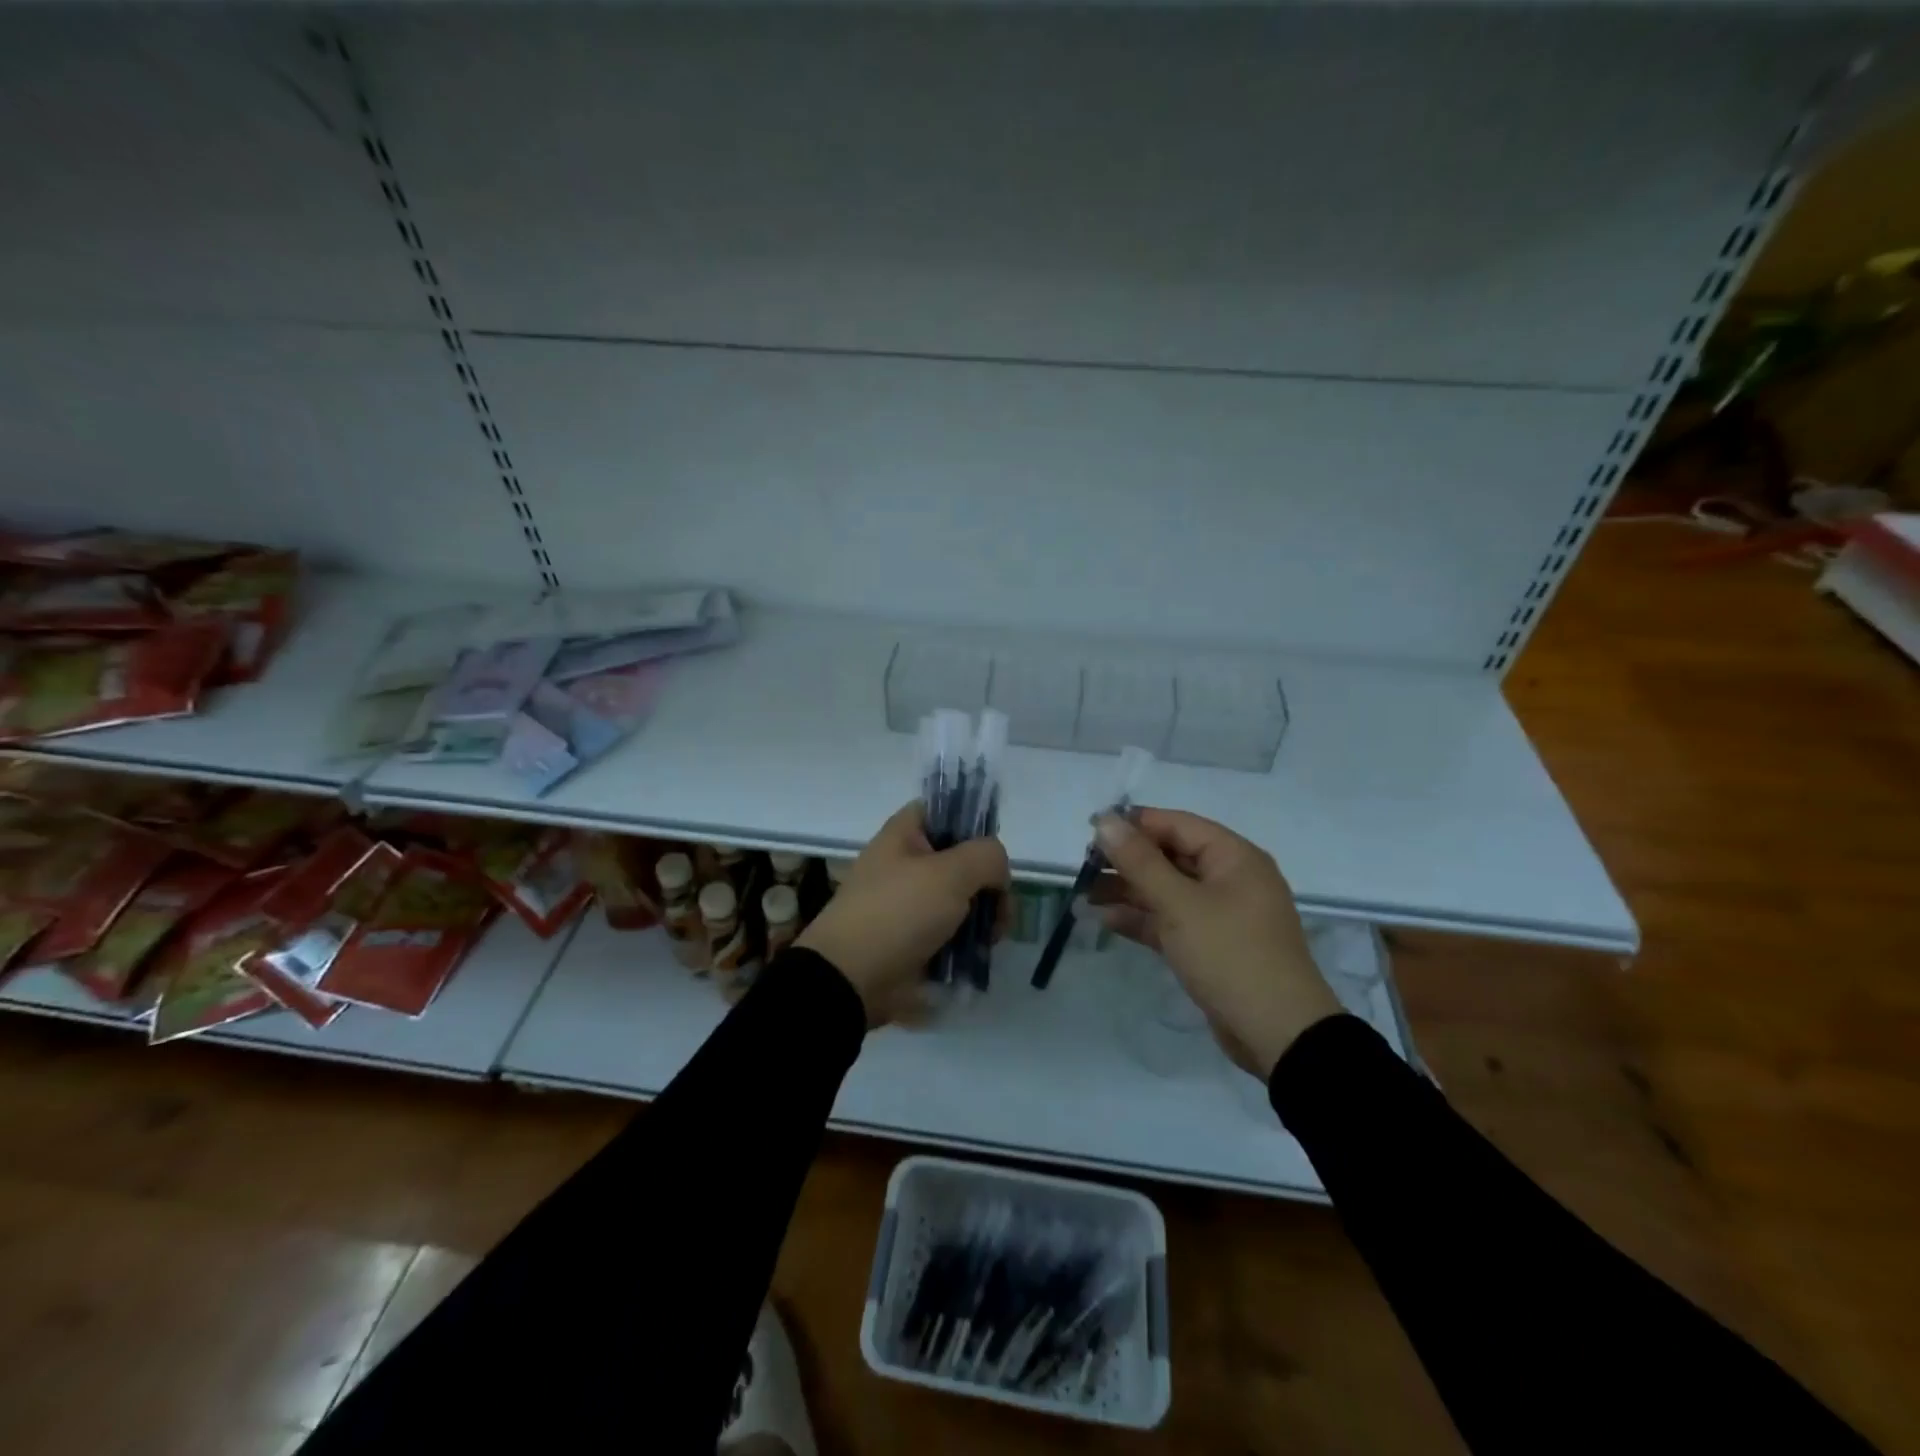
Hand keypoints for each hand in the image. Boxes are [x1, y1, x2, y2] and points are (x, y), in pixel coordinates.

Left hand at [796, 801, 1009, 1024]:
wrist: (851, 980)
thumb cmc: (898, 913)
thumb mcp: (950, 873)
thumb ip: (987, 857)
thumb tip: (997, 873)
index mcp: (904, 835)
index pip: (944, 811)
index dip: (973, 824)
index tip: (993, 853)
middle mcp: (905, 864)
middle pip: (961, 860)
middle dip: (988, 883)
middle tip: (1000, 908)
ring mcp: (909, 904)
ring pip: (960, 900)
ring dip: (983, 917)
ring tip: (991, 939)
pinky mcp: (913, 940)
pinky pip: (950, 933)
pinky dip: (966, 943)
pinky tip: (977, 956)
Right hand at [1093, 809, 1339, 1079]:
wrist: (1279, 1034)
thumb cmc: (1230, 955)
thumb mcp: (1179, 904)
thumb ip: (1139, 861)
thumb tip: (1105, 820)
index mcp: (1233, 857)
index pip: (1176, 825)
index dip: (1133, 824)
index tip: (1090, 830)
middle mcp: (1229, 879)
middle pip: (1170, 856)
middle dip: (1126, 861)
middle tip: (1083, 867)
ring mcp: (1221, 914)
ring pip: (1167, 890)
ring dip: (1127, 891)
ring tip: (1083, 895)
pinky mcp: (1211, 946)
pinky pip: (1171, 921)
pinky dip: (1142, 919)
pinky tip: (1105, 920)